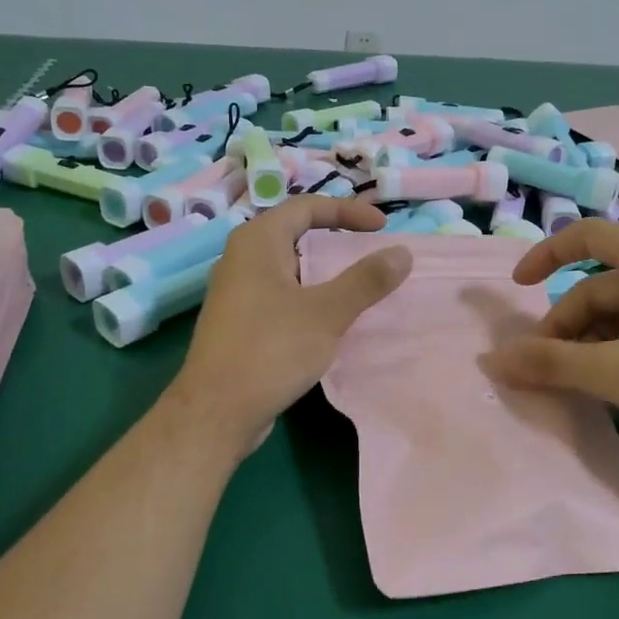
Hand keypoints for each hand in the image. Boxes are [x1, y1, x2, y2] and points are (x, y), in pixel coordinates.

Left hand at [168, 197, 411, 452]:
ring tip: (355, 285)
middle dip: (334, 238)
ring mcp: (236, 292)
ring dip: (322, 271)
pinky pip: (279, 295)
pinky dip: (307, 296)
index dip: (347, 210)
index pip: (306, 207)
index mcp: (256, 242)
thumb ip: (365, 281)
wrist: (216, 411)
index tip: (382, 227)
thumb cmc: (270, 351)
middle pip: (294, 233)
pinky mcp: (238, 322)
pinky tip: (327, 321)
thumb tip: (402, 253)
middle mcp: (241, 258)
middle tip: (369, 251)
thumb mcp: (326, 313)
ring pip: (287, 267)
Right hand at [482, 219, 618, 464]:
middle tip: (544, 370)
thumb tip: (494, 359)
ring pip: (618, 312)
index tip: (518, 289)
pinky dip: (616, 349)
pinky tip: (611, 384)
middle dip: (565, 325)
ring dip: (588, 342)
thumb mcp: (617, 373)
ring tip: (576, 383)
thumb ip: (552, 364)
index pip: (586, 235)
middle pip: (597, 286)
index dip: (545, 255)